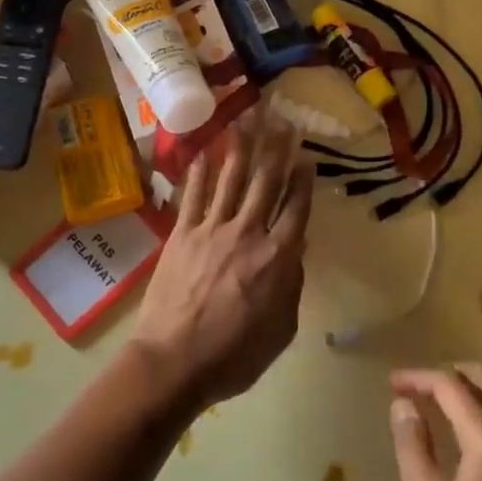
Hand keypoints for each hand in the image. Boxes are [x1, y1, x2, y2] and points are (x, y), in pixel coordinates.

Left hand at [131, 118, 314, 411]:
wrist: (174, 362)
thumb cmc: (234, 356)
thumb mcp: (281, 330)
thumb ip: (291, 286)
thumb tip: (296, 252)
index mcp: (278, 258)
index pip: (295, 209)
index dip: (303, 180)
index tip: (307, 155)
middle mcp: (247, 234)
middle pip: (265, 183)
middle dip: (276, 148)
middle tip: (283, 119)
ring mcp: (211, 230)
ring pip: (230, 180)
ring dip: (240, 147)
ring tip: (247, 119)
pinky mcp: (181, 235)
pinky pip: (193, 196)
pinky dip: (200, 173)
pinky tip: (205, 151)